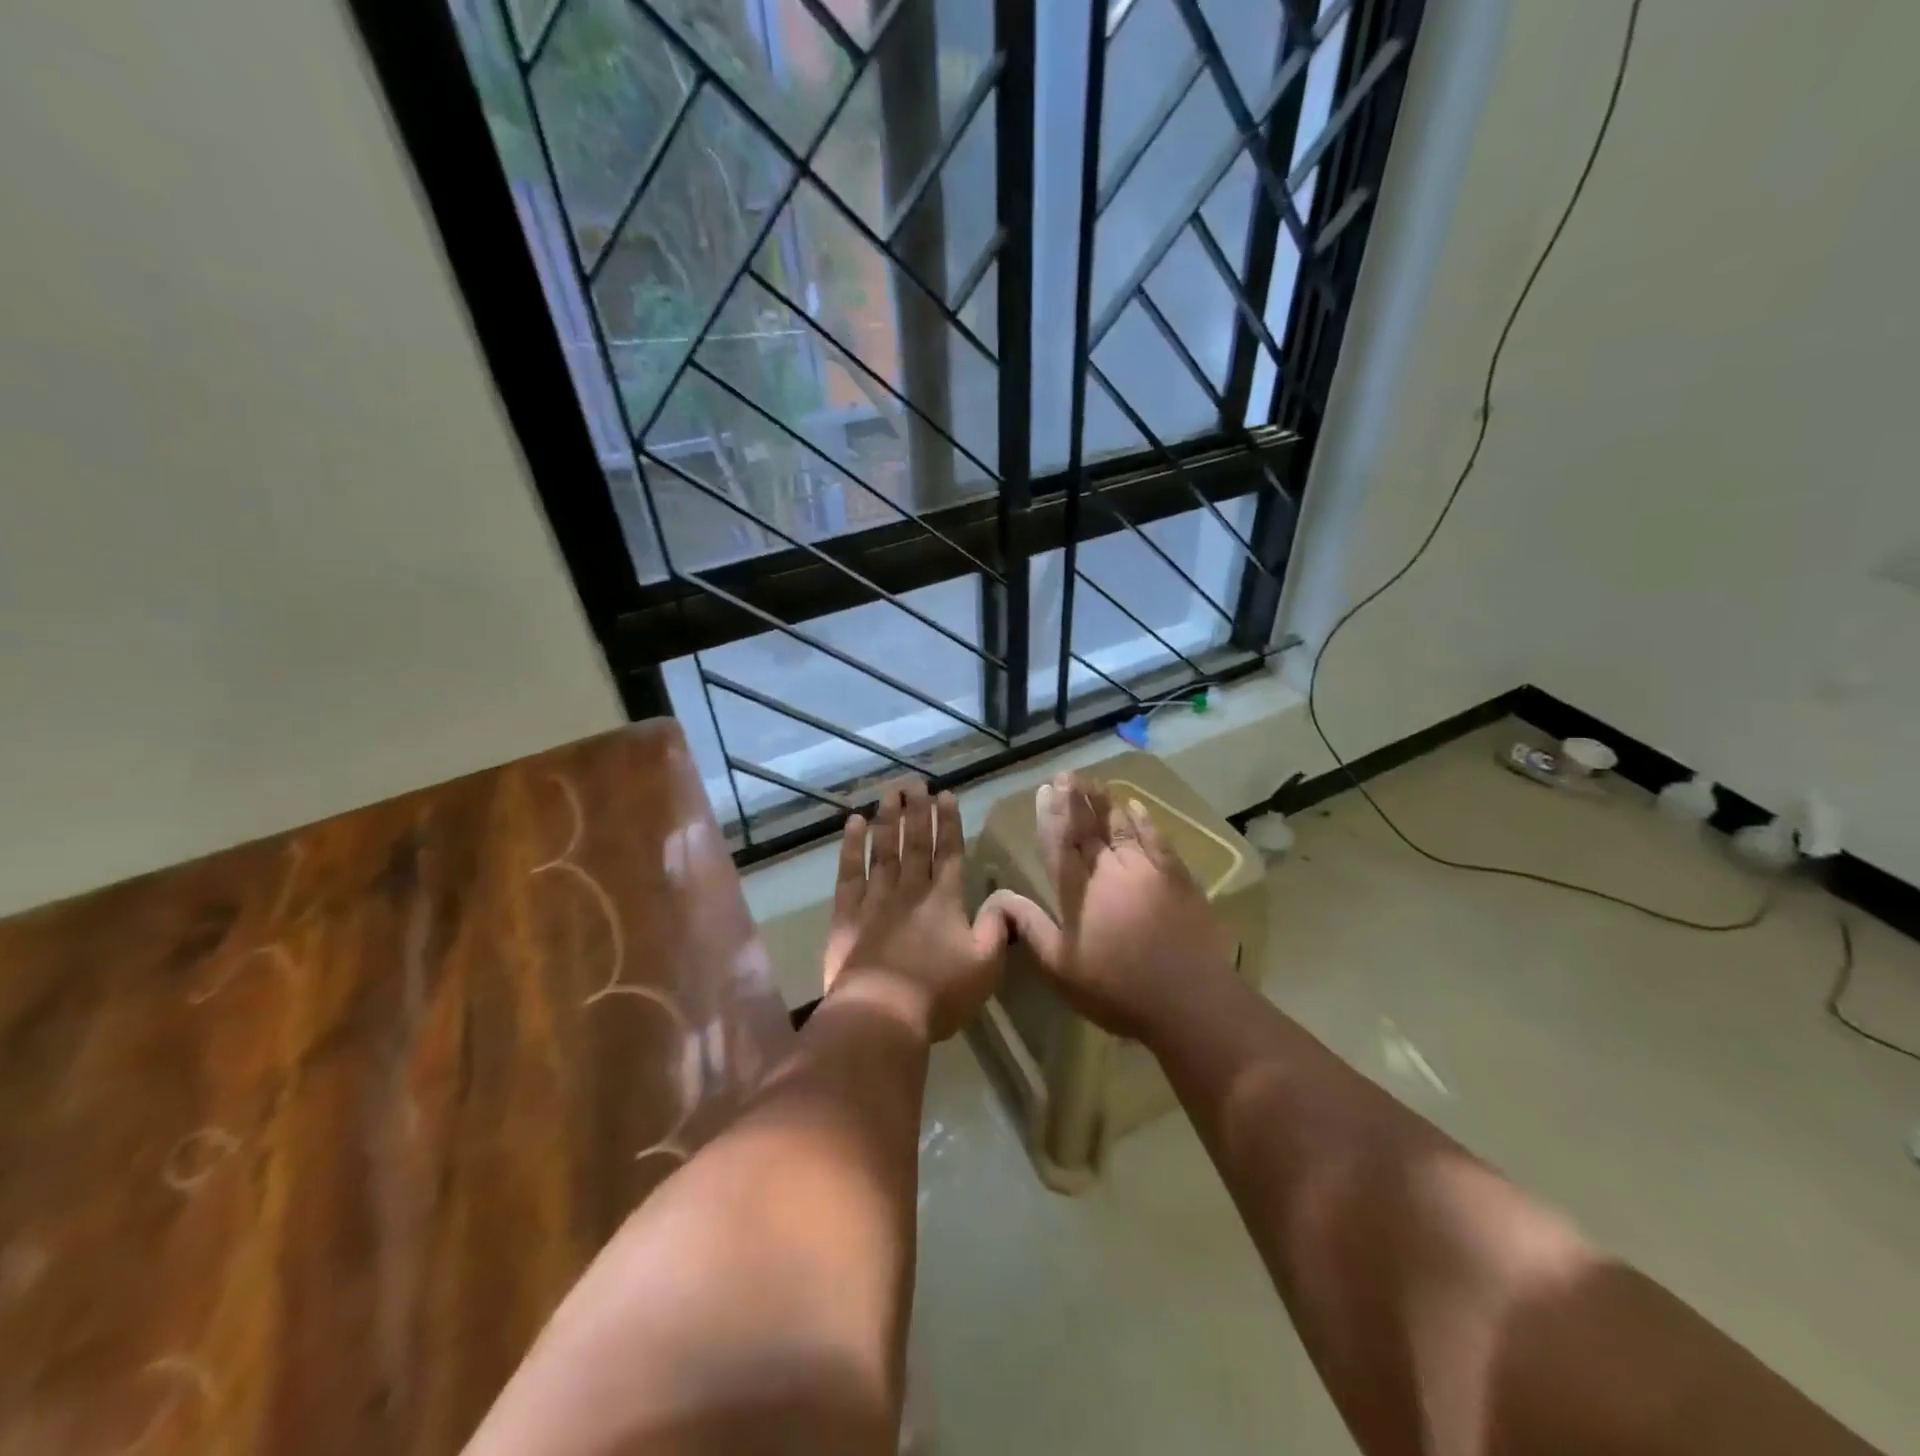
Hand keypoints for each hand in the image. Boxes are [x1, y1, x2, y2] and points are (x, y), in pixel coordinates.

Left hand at [822, 779, 1008, 1040]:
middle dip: (917, 811)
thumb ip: (997, 929)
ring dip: (888, 819)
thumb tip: (1005, 900)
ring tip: (890, 792)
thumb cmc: (939, 993)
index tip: (946, 795)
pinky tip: (853, 824)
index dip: (949, 823)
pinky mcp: (847, 914)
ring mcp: (875, 899)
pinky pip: (849, 872)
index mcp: (945, 900)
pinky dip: (851, 846)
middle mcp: (911, 890)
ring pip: (883, 850)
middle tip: (915, 782)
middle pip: (915, 843)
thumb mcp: (985, 966)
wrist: (881, 1014)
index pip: (949, 852)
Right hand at [989, 772, 1233, 1042]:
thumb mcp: (1061, 966)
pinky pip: (1156, 838)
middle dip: (1076, 799)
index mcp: (1078, 891)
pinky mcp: (1176, 876)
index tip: (1046, 789)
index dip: (1052, 815)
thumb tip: (998, 898)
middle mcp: (1110, 871)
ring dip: (1105, 803)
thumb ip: (1031, 927)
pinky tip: (1135, 806)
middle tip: (1067, 774)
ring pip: (1120, 826)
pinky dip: (1144, 820)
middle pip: (1089, 827)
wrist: (1190, 1000)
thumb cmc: (1117, 988)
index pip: (1060, 843)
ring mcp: (1146, 870)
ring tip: (1094, 783)